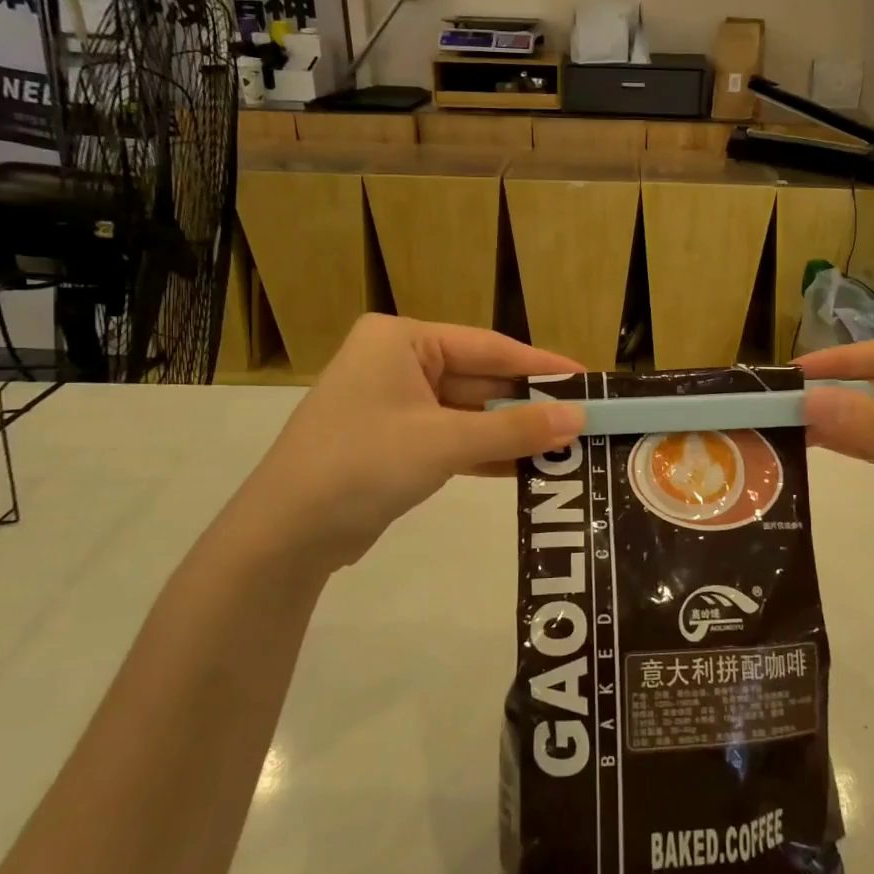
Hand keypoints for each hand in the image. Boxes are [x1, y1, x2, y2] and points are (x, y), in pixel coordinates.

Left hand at [232, 315, 584, 569]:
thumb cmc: (364, 463)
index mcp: (403, 340)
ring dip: (512, 433)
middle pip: (480, 380)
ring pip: (469, 413)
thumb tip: (580, 420)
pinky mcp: (395, 443)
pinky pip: (453, 439)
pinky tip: (529, 467)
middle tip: (583, 420)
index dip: (541, 366)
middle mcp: (398, 362)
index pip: (489, 347)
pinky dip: (486, 453)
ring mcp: (395, 405)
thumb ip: (516, 430)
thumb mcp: (446, 441)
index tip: (587, 380)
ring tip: (567, 446)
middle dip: (528, 406)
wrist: (286, 534)